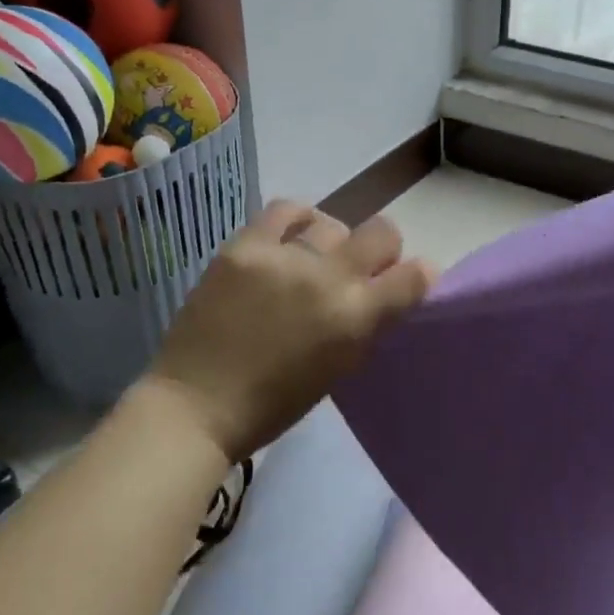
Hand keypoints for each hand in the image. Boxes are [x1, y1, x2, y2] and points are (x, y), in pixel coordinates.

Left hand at [145, 202, 436, 460]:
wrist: (196, 405)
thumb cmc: (273, 403)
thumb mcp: (340, 368)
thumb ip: (367, 323)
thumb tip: (385, 290)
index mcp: (356, 318)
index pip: (414, 275)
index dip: (417, 275)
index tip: (405, 280)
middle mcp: (328, 279)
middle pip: (382, 232)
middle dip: (382, 249)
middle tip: (360, 266)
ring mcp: (285, 257)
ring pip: (333, 223)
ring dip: (332, 242)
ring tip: (311, 258)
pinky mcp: (245, 245)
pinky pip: (285, 209)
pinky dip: (297, 219)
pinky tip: (290, 236)